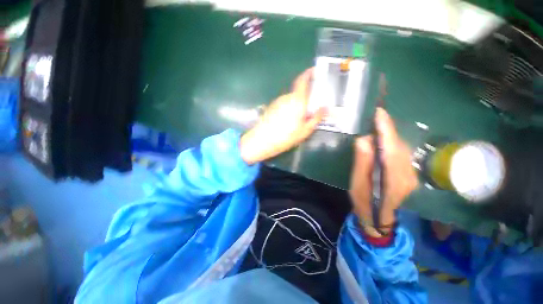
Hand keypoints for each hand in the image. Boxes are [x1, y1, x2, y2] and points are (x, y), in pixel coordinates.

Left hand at [240, 68, 326, 164]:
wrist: (262, 141)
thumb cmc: (286, 136)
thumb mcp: (305, 130)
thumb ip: (316, 117)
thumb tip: (326, 108)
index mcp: (297, 100)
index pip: (302, 80)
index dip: (309, 73)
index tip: (315, 71)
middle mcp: (286, 97)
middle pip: (298, 93)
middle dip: (306, 99)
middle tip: (311, 110)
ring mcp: (277, 102)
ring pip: (291, 100)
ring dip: (297, 106)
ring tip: (300, 119)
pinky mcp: (271, 108)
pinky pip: (284, 105)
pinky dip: (289, 109)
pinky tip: (288, 122)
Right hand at [349, 108, 417, 235]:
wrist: (378, 219)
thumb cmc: (363, 202)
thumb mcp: (357, 184)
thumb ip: (362, 163)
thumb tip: (363, 140)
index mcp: (392, 179)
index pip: (390, 149)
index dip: (385, 130)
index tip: (379, 113)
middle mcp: (407, 175)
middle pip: (398, 146)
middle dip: (387, 130)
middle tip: (374, 119)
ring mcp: (411, 175)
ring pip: (401, 148)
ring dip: (390, 136)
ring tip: (377, 128)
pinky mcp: (410, 174)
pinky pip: (402, 153)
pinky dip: (392, 144)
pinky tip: (383, 143)